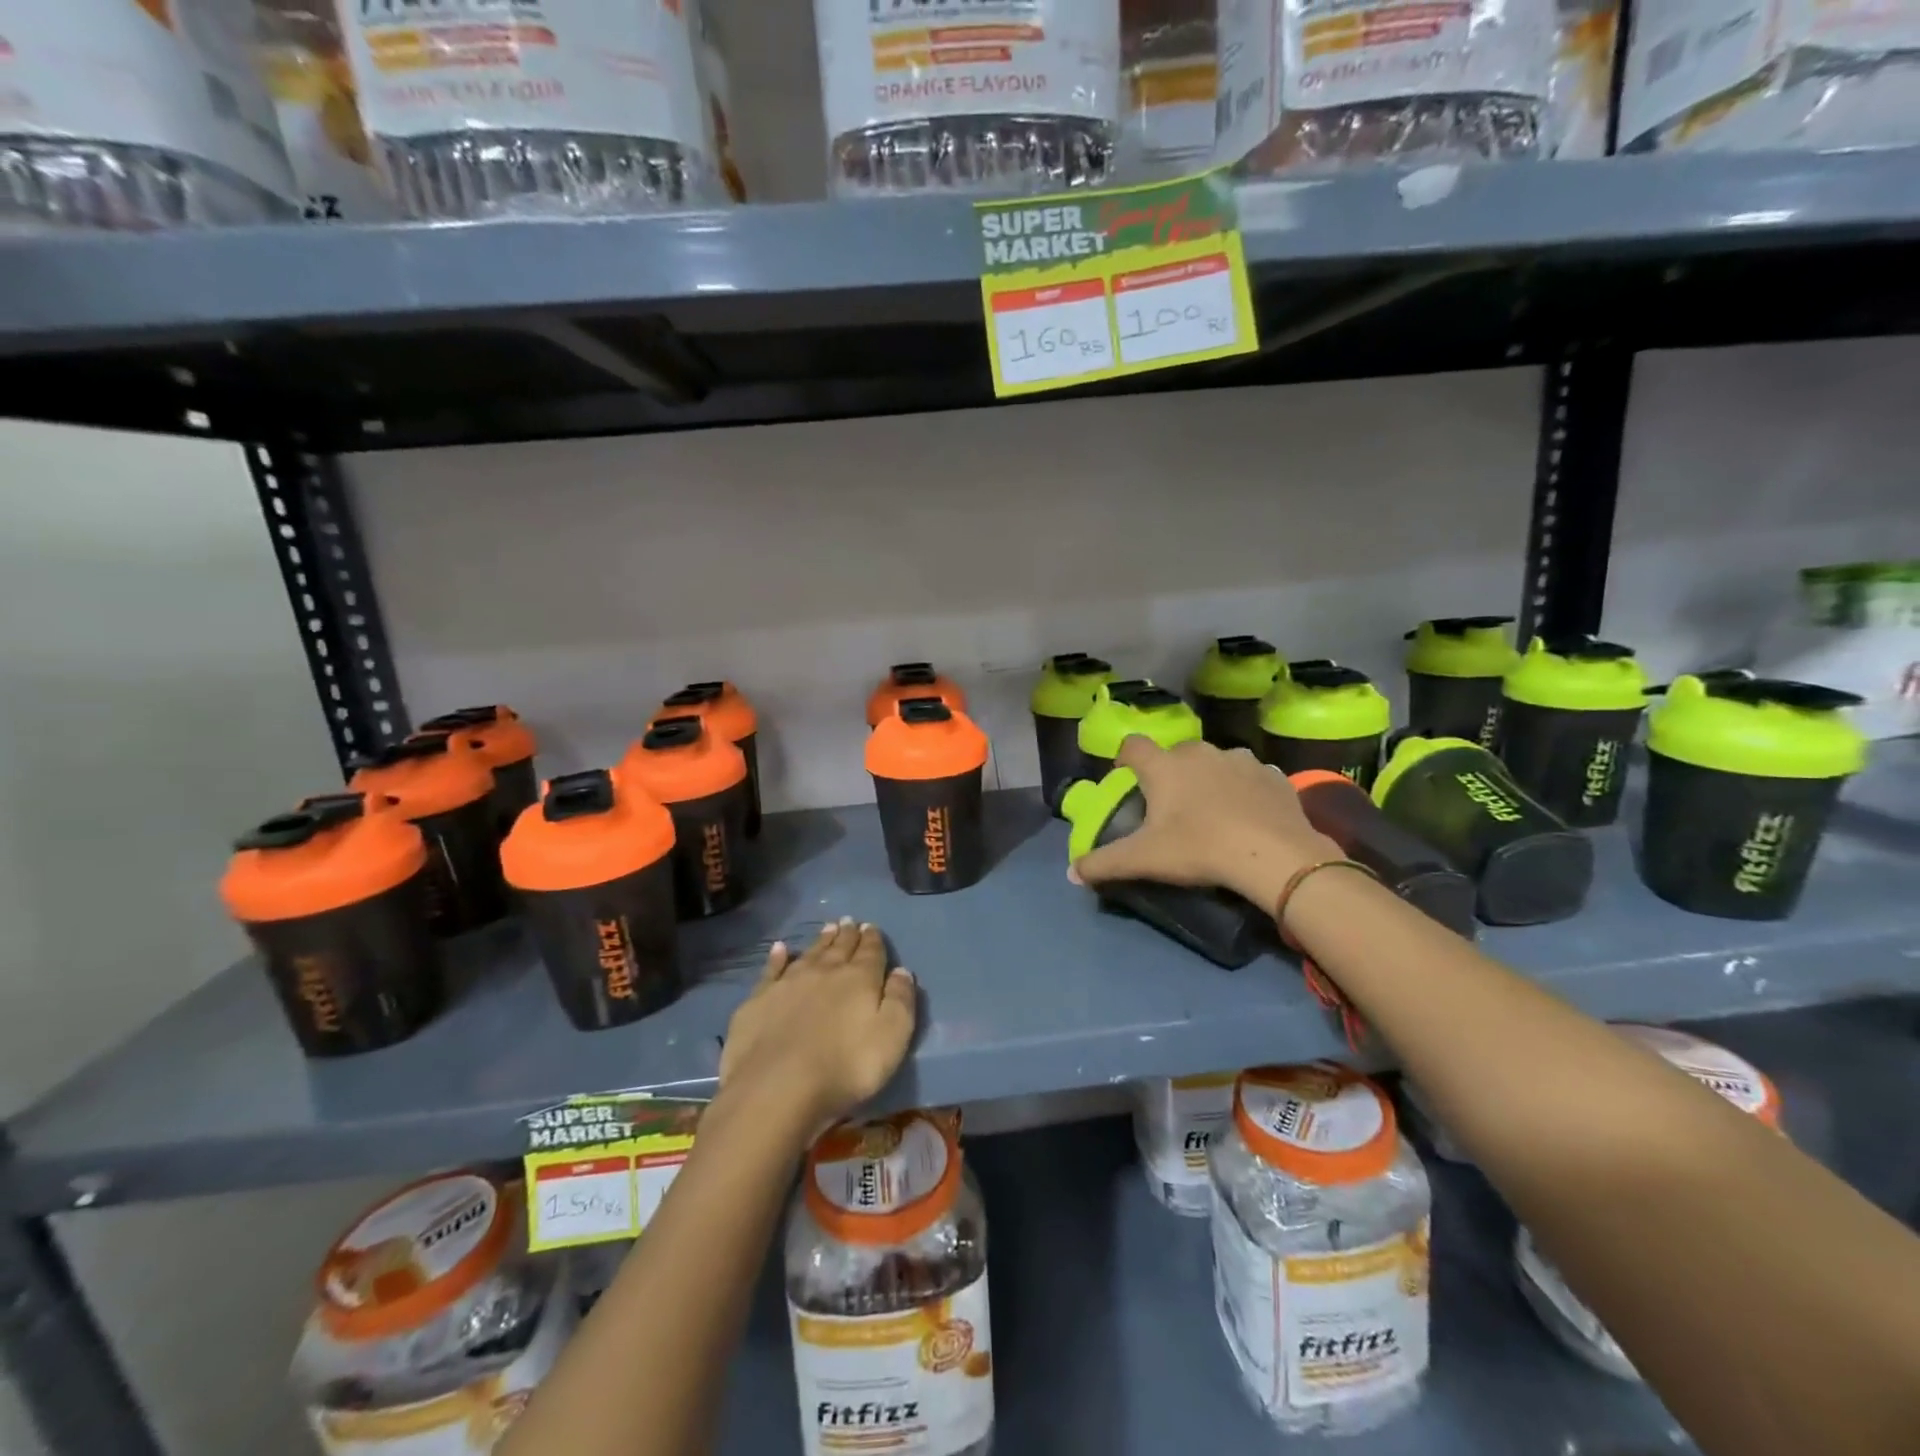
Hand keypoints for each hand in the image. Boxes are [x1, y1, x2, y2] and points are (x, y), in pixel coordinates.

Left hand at [718, 918, 916, 1137]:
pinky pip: (771, 970)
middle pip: (839, 948)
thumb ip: (901, 1001)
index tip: (871, 927)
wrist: (777, 1087)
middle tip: (849, 921)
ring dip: (821, 941)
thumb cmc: (846, 1067)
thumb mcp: (892, 1037)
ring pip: (810, 954)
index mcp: (859, 979)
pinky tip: (780, 949)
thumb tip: (902, 971)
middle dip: (847, 934)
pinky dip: (777, 957)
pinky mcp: (759, 1000)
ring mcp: (789, 983)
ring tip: (828, 928)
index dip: (873, 939)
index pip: (870, 952)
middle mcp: (825, 972)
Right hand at [1071, 736, 1340, 909]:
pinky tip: (1247, 815)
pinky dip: (1244, 790)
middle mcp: (1200, 752)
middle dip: (1170, 773)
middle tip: (1171, 806)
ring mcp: (1240, 759)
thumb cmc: (1199, 849)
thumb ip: (1103, 863)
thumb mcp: (1144, 860)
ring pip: (1214, 762)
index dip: (1125, 759)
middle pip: (1175, 754)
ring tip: (1213, 811)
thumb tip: (1071, 873)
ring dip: (1209, 778)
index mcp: (1164, 766)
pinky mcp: (1273, 775)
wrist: (1274, 856)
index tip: (1126, 779)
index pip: (1133, 745)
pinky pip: (1250, 776)